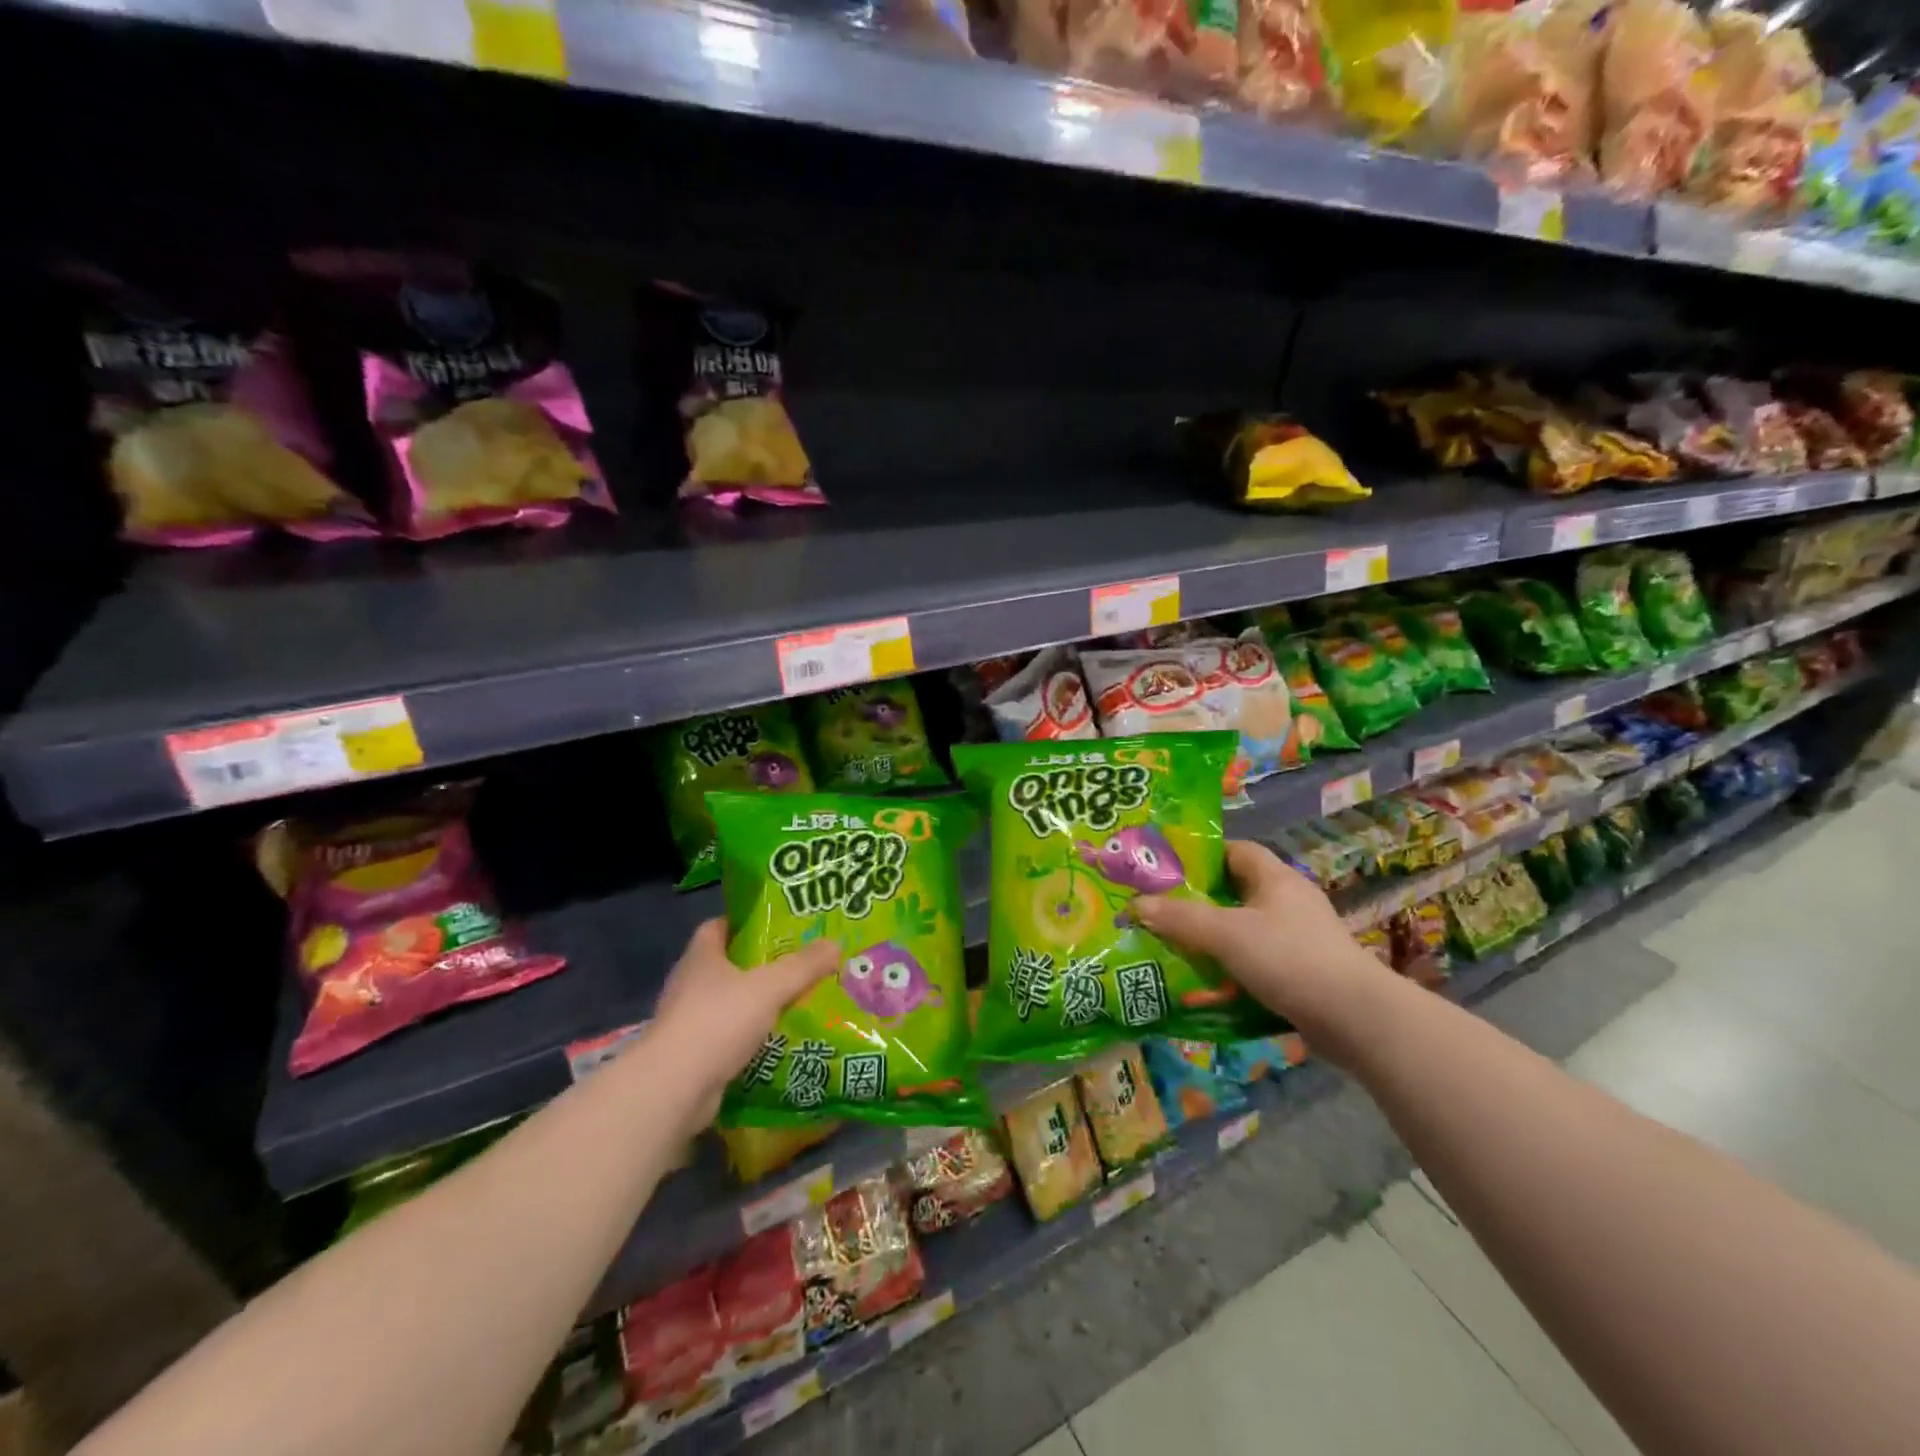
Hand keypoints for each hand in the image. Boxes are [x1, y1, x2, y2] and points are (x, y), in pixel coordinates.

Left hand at [649, 920, 839, 1127]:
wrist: (673, 1089)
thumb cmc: (718, 1021)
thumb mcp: (770, 987)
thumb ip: (803, 966)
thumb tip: (836, 944)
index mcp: (701, 957)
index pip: (717, 926)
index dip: (743, 923)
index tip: (774, 925)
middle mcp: (688, 984)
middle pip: (725, 965)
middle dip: (757, 965)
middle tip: (796, 964)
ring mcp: (686, 1022)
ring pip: (726, 1003)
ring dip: (753, 1004)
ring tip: (792, 1002)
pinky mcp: (690, 1056)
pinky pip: (725, 1037)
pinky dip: (747, 1037)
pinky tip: (774, 1041)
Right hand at [1132, 840, 1395, 1050]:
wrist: (1357, 1019)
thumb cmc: (1290, 958)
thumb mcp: (1227, 933)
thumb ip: (1181, 917)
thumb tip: (1137, 904)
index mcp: (1276, 878)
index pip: (1236, 850)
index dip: (1203, 854)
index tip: (1168, 868)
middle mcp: (1289, 901)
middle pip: (1237, 890)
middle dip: (1200, 900)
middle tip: (1161, 910)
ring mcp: (1300, 938)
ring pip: (1246, 928)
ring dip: (1215, 937)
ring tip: (1176, 946)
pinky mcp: (1304, 972)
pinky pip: (1258, 960)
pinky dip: (1233, 967)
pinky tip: (1209, 982)